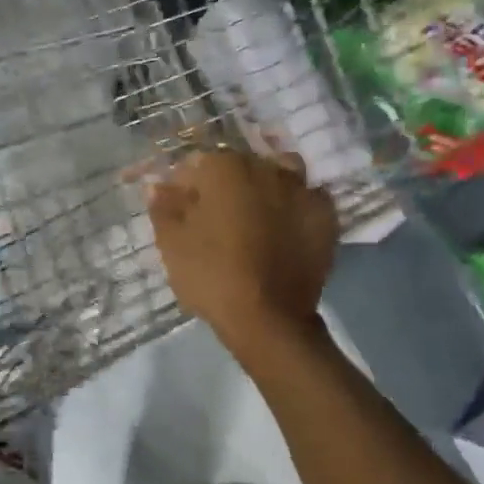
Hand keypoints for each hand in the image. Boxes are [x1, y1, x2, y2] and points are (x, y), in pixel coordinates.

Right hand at [146, 147, 338, 347]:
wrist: (269, 318)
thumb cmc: (211, 276)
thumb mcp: (172, 244)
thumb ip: (164, 207)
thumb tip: (157, 184)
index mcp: (224, 168)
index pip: (197, 165)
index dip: (186, 188)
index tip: (181, 213)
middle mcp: (265, 168)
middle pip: (240, 167)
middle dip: (227, 186)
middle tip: (218, 220)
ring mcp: (301, 189)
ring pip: (279, 174)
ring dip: (266, 188)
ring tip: (256, 218)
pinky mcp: (326, 215)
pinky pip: (308, 199)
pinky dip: (296, 208)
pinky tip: (287, 230)